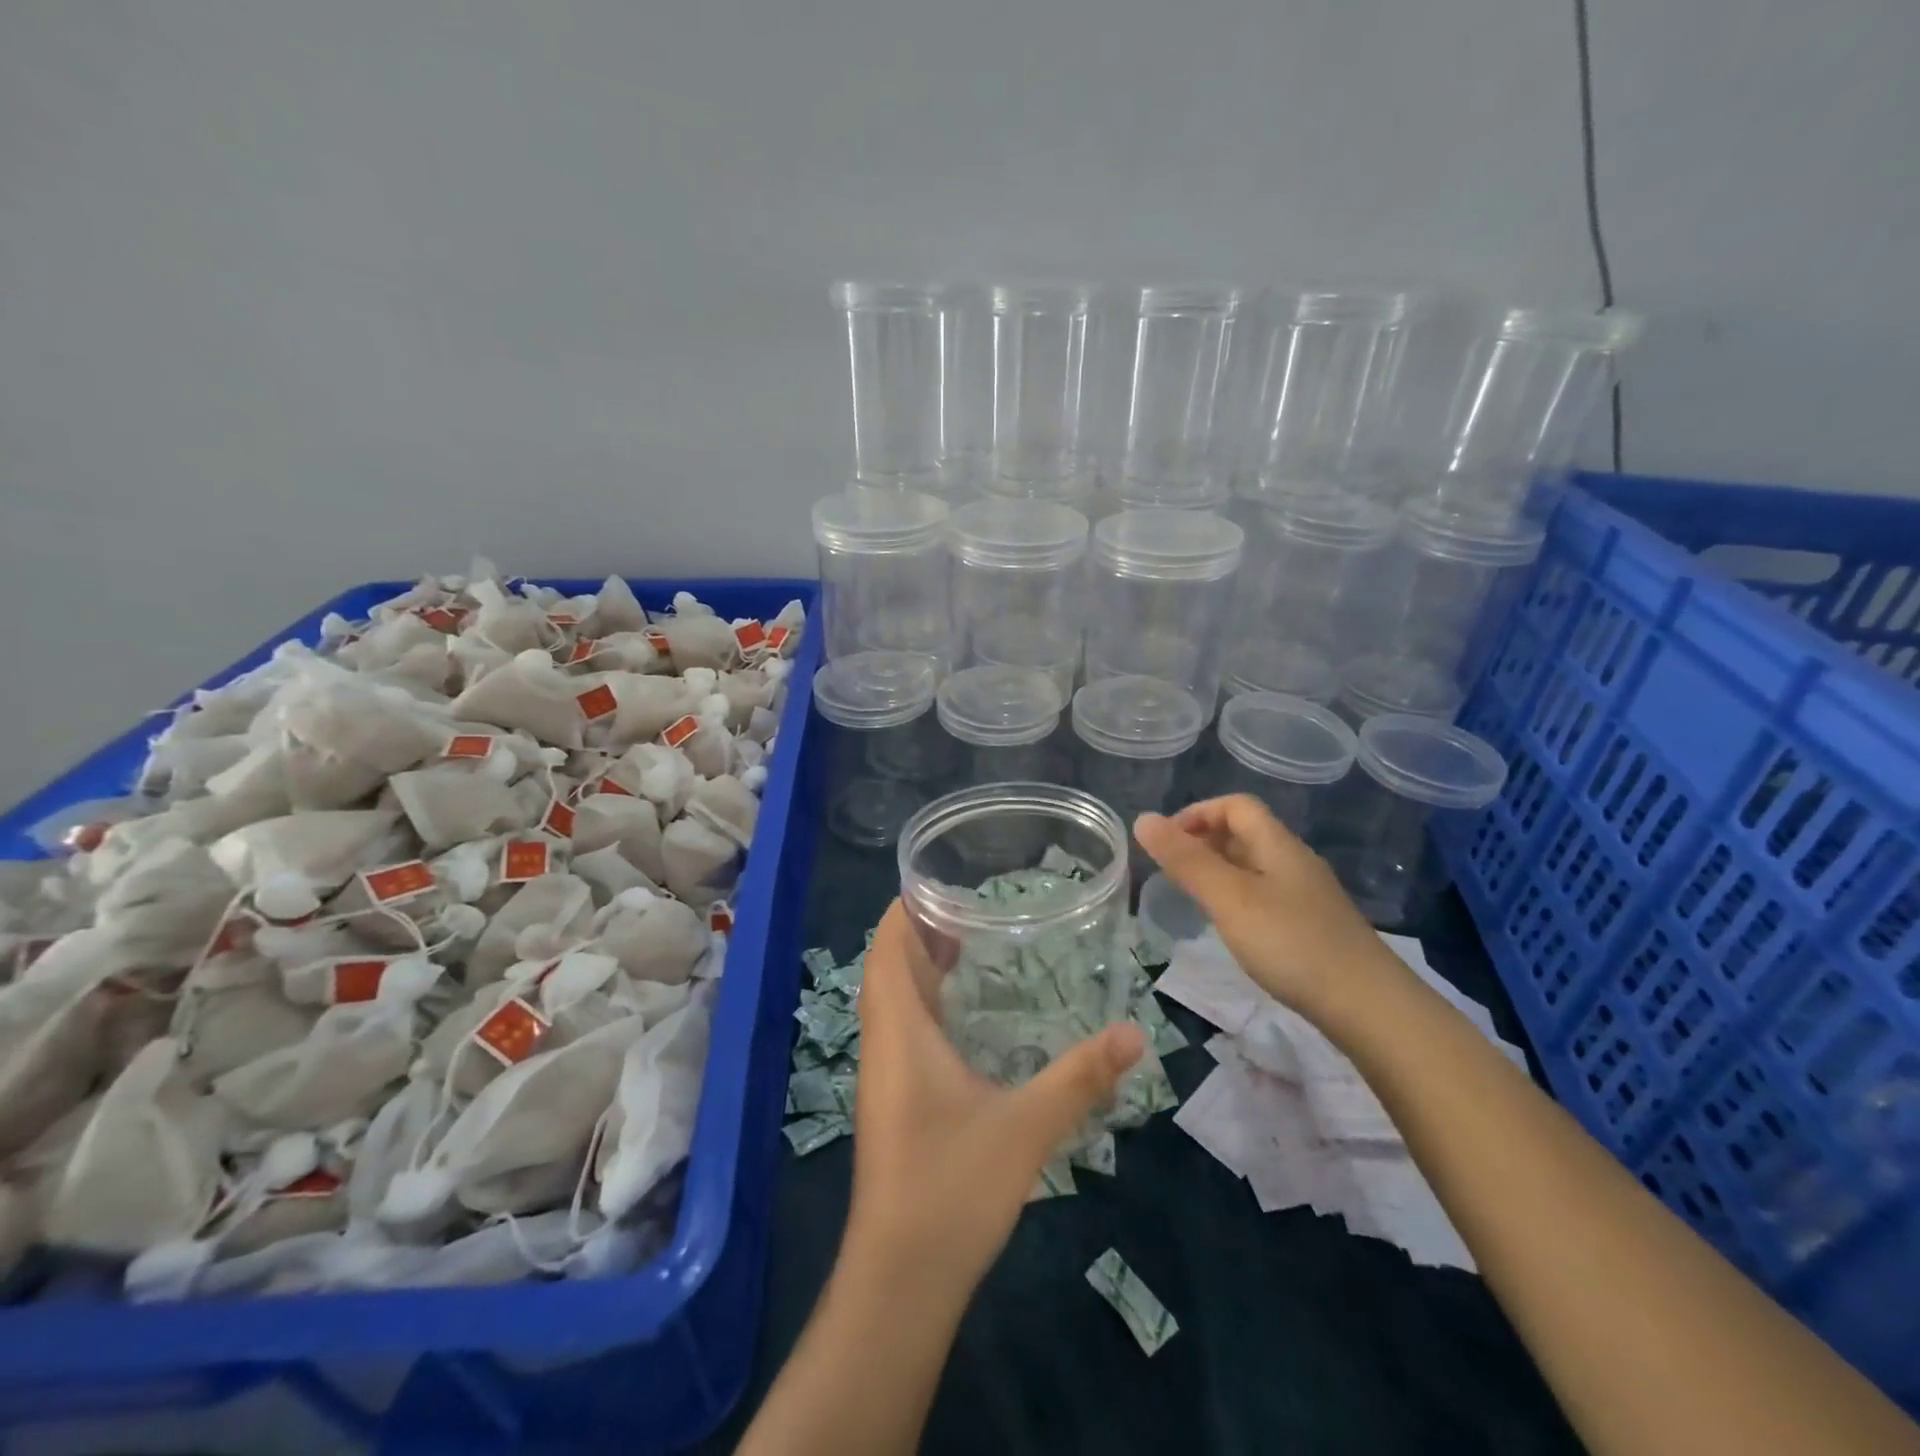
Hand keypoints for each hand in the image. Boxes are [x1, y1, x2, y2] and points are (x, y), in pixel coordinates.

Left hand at [846, 901, 1144, 1290]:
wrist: (900, 1278)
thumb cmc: (952, 1188)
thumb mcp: (1026, 1127)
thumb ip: (1080, 1077)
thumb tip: (1134, 1033)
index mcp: (900, 1030)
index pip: (886, 947)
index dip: (904, 909)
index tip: (940, 880)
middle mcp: (884, 1042)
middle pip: (889, 966)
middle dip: (921, 931)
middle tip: (972, 905)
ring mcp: (884, 1075)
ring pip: (894, 1000)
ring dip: (921, 967)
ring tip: (972, 944)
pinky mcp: (893, 1101)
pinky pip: (903, 1029)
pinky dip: (927, 1003)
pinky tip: (967, 1013)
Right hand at [1133, 795, 1402, 1021]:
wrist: (1368, 1006)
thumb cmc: (1291, 943)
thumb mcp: (1228, 898)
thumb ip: (1185, 860)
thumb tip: (1143, 819)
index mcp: (1277, 844)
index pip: (1235, 805)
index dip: (1197, 813)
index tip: (1166, 843)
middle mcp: (1294, 861)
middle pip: (1245, 832)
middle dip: (1203, 841)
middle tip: (1170, 870)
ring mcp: (1307, 895)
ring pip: (1254, 866)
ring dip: (1218, 870)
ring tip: (1191, 897)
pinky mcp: (1312, 926)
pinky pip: (1265, 894)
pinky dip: (1236, 897)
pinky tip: (1229, 926)